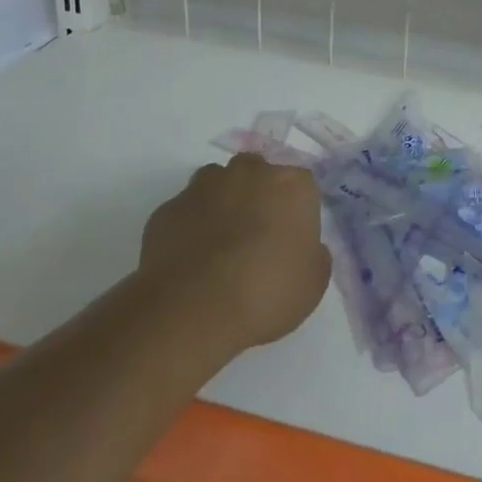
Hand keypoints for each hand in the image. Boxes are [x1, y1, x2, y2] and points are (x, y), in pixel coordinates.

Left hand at [139, 156, 330, 352]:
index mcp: (291, 184)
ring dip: (221, 205)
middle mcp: (249, 172)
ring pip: (217, 185)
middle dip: (257, 196)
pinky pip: (185, 212)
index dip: (296, 212)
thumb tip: (302, 247)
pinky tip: (189, 262)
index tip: (291, 241)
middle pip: (257, 173)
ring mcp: (204, 187)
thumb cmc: (266, 292)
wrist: (193, 309)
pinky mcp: (168, 209)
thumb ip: (313, 254)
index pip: (301, 185)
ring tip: (218, 248)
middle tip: (255, 239)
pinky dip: (189, 228)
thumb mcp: (313, 283)